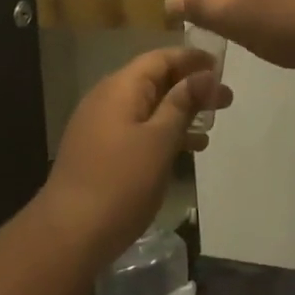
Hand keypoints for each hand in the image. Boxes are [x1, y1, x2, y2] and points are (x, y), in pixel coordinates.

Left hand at [38, 47, 230, 266]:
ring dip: (180, 111)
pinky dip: (163, 132)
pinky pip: (138, 128)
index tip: (222, 67)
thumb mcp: (160, 140)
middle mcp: (107, 98)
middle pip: (154, 80)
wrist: (68, 236)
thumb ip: (183, 104)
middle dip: (190, 87)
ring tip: (212, 126)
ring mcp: (100, 125)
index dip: (191, 59)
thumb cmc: (120, 183)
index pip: (160, 58)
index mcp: (120, 87)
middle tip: (226, 100)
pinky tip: (187, 149)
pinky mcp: (100, 151)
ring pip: (148, 106)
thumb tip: (205, 75)